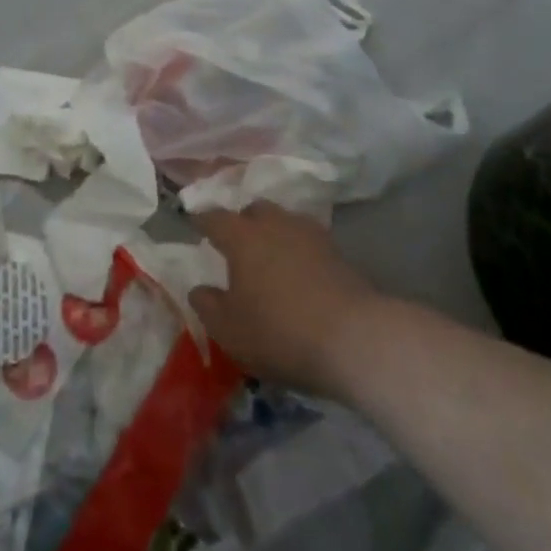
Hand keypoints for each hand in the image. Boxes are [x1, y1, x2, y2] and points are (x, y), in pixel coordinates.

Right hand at [188, 202, 378, 398]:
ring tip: (271, 257)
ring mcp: (310, 235)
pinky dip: (299, 251)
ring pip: (285, 222)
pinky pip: (308, 242)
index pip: (215, 219)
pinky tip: (300, 272)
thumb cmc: (280, 332)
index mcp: (242, 237)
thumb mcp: (230, 330)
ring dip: (274, 233)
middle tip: (237, 243)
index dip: (202, 221)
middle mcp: (275, 225)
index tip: (195, 224)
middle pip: (255, 211)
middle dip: (243, 221)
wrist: (356, 339)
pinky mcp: (338, 254)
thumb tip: (199, 290)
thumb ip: (208, 306)